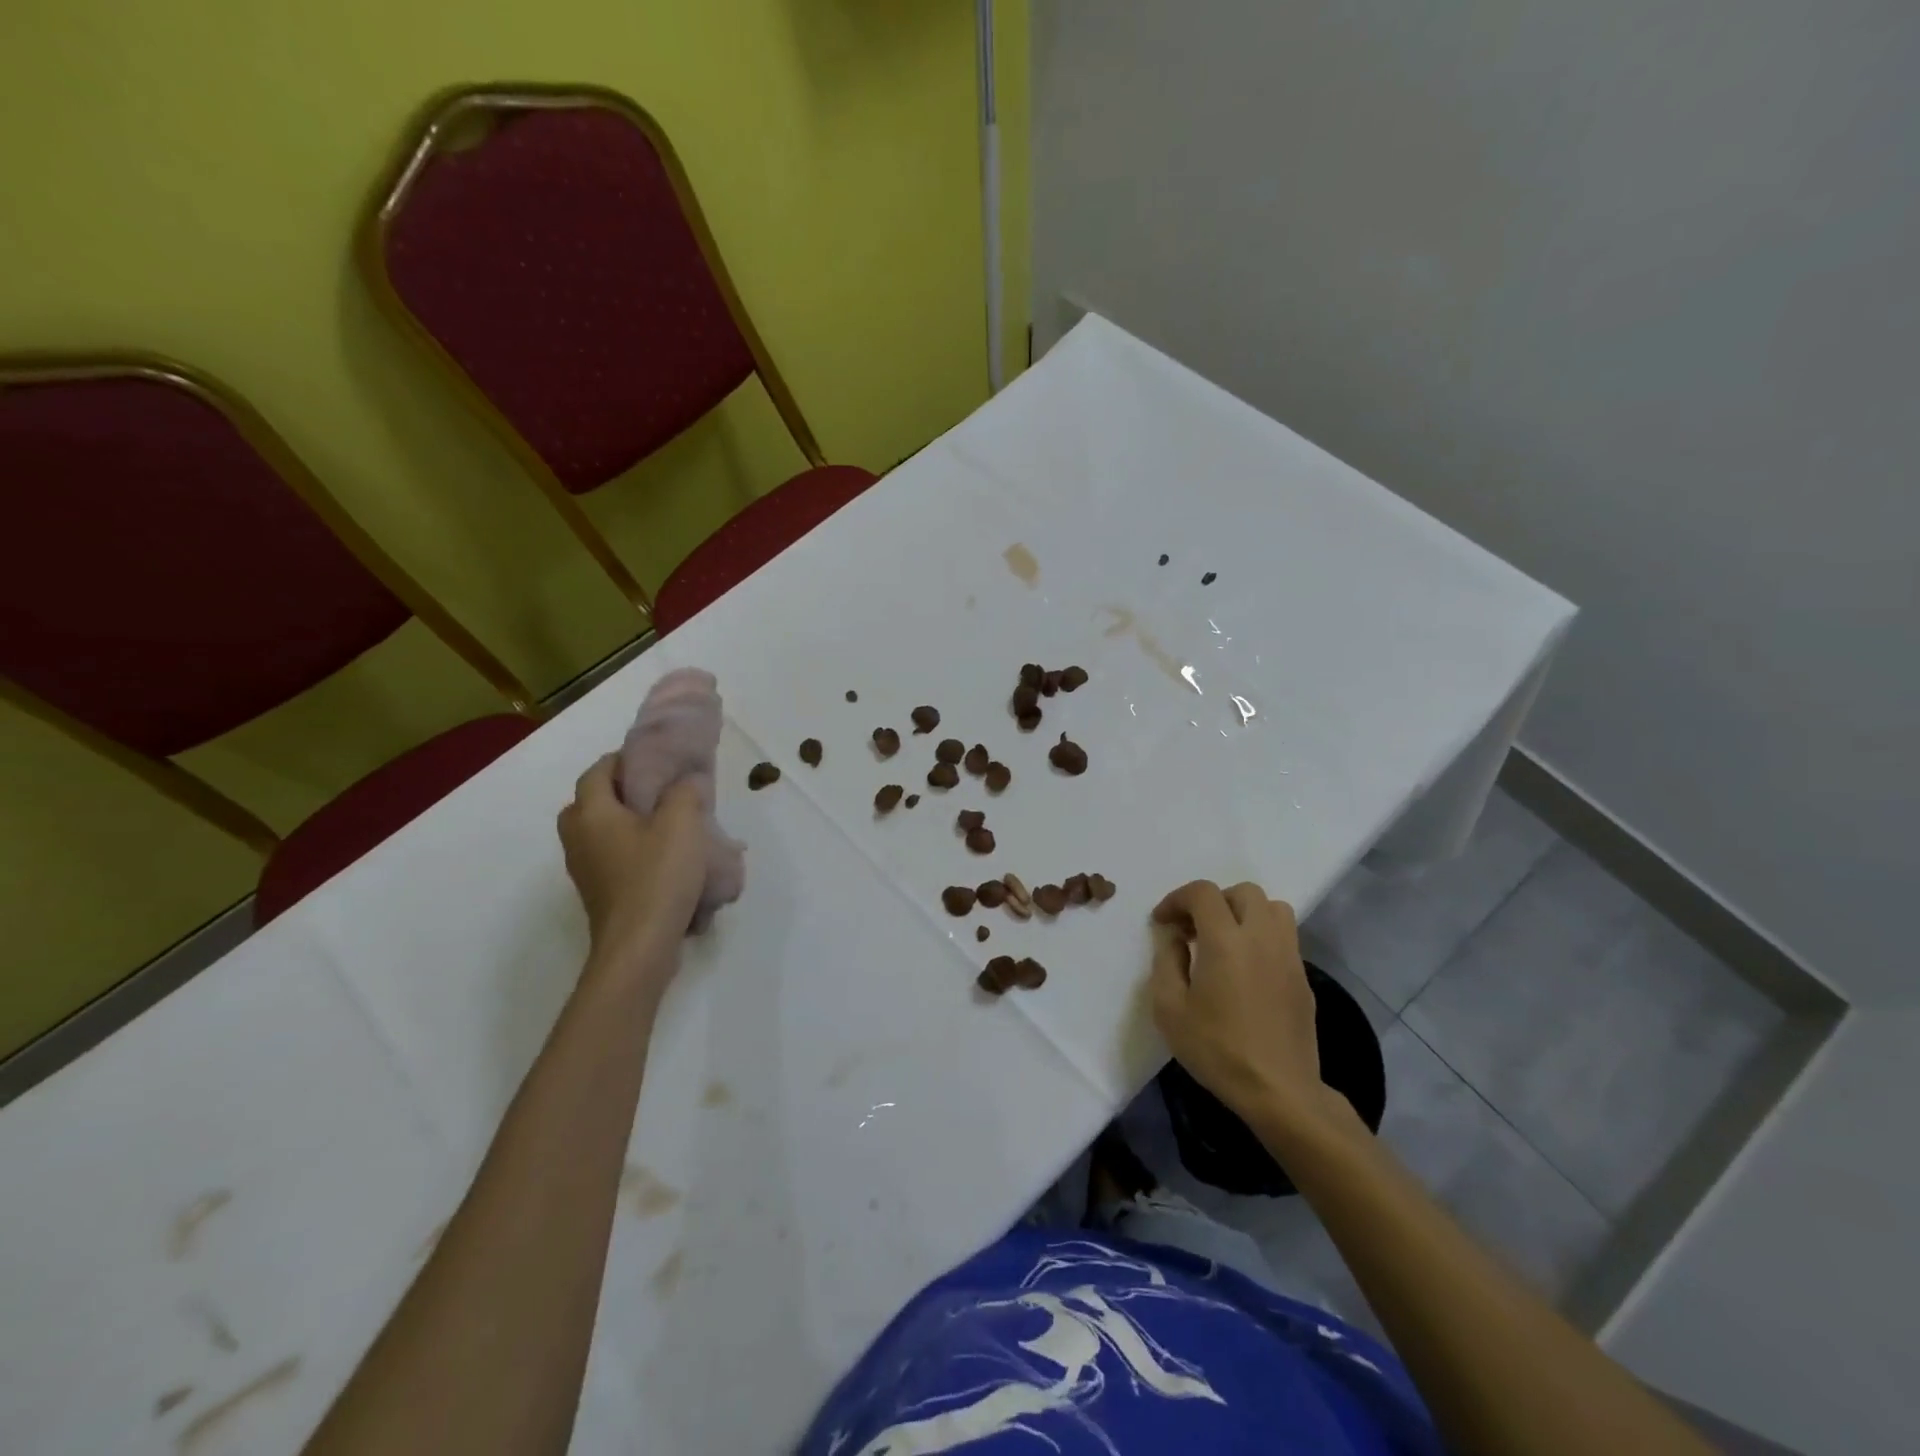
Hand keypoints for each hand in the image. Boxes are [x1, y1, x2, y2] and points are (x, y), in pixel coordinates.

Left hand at [556, 755, 709, 983]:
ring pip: (601, 832)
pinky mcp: (598, 893)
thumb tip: (686, 781)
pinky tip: (664, 859)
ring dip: (628, 823)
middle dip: (622, 792)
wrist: (639, 946)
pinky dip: (630, 850)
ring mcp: (584, 869)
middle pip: (592, 801)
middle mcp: (578, 837)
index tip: (656, 759)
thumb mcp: (682, 824)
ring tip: (668, 825)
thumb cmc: (657, 876)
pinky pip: (610, 858)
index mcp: (591, 813)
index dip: (624, 759)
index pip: (598, 771)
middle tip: (659, 791)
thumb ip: (685, 793)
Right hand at [1150, 881, 1335, 1137]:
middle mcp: (1261, 937)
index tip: (1163, 922)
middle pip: (1243, 892)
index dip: (1177, 899)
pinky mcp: (1303, 977)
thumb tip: (1174, 938)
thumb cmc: (1216, 1049)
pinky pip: (1284, 936)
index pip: (1203, 893)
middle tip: (1194, 929)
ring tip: (1225, 939)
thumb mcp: (1169, 1009)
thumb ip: (1166, 962)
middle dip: (1214, 901)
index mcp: (1226, 941)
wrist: (1278, 1091)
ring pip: (1273, 908)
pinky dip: (1262, 935)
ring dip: (1245, 913)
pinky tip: (1246, 967)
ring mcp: (1288, 956)